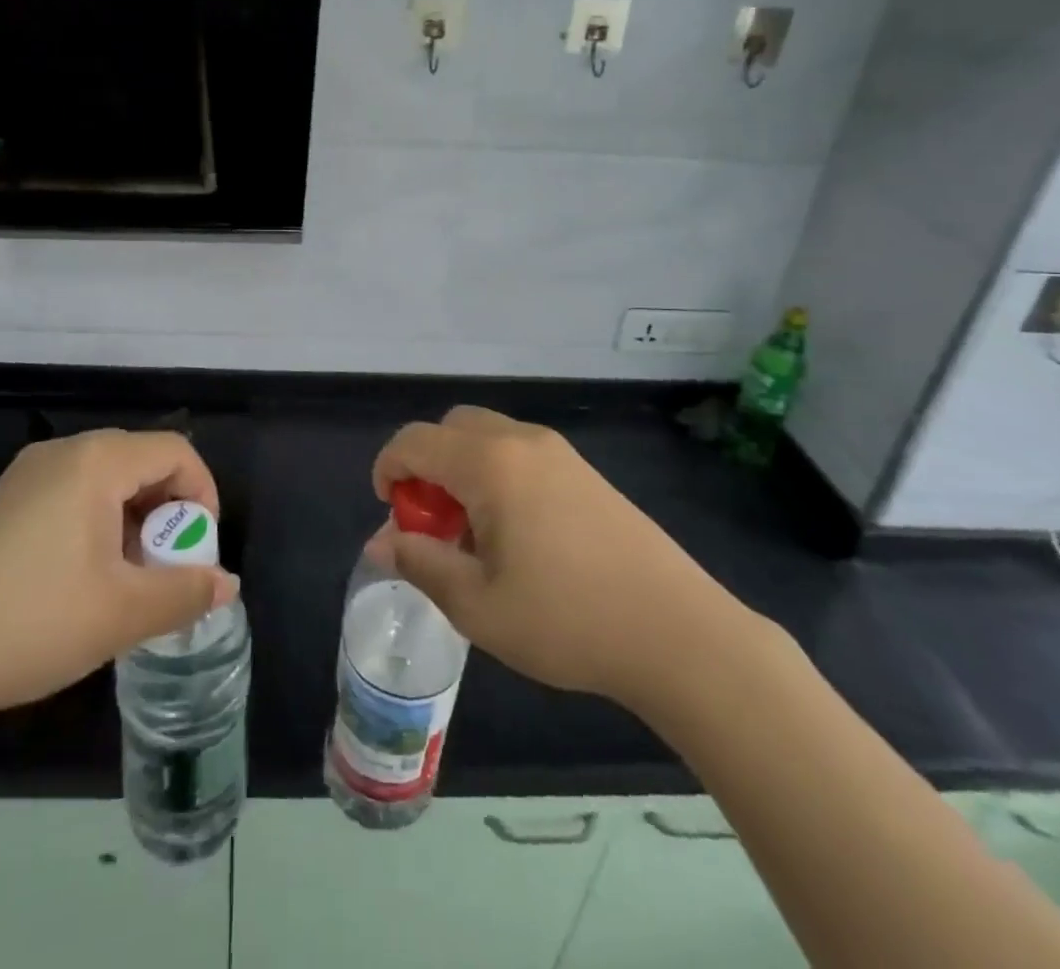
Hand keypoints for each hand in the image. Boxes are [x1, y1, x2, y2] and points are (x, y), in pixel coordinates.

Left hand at [0, 430, 238, 735]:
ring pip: (104, 483)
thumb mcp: (121, 614)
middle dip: (168, 514)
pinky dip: (95, 528)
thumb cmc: (28, 622)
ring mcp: (23, 477)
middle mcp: (60, 454)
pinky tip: (78, 585)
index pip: (175, 451)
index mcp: (95, 462)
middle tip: (165, 572)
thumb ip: (184, 593)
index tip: (198, 552)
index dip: (203, 495)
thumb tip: (227, 585)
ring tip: (125, 585)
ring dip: (132, 524)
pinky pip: (68, 498)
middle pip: (140, 462)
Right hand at [368, 407, 758, 718]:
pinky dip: (496, 476)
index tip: (390, 514)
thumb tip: (380, 542)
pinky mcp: (586, 473)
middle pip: (452, 427)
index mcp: (490, 464)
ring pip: (488, 438)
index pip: (415, 440)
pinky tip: (517, 537)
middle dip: (427, 465)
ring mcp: (560, 453)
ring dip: (462, 471)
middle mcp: (522, 441)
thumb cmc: (567, 620)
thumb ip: (420, 563)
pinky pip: (521, 454)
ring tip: (473, 537)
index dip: (388, 469)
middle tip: (432, 523)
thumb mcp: (477, 605)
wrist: (679, 633)